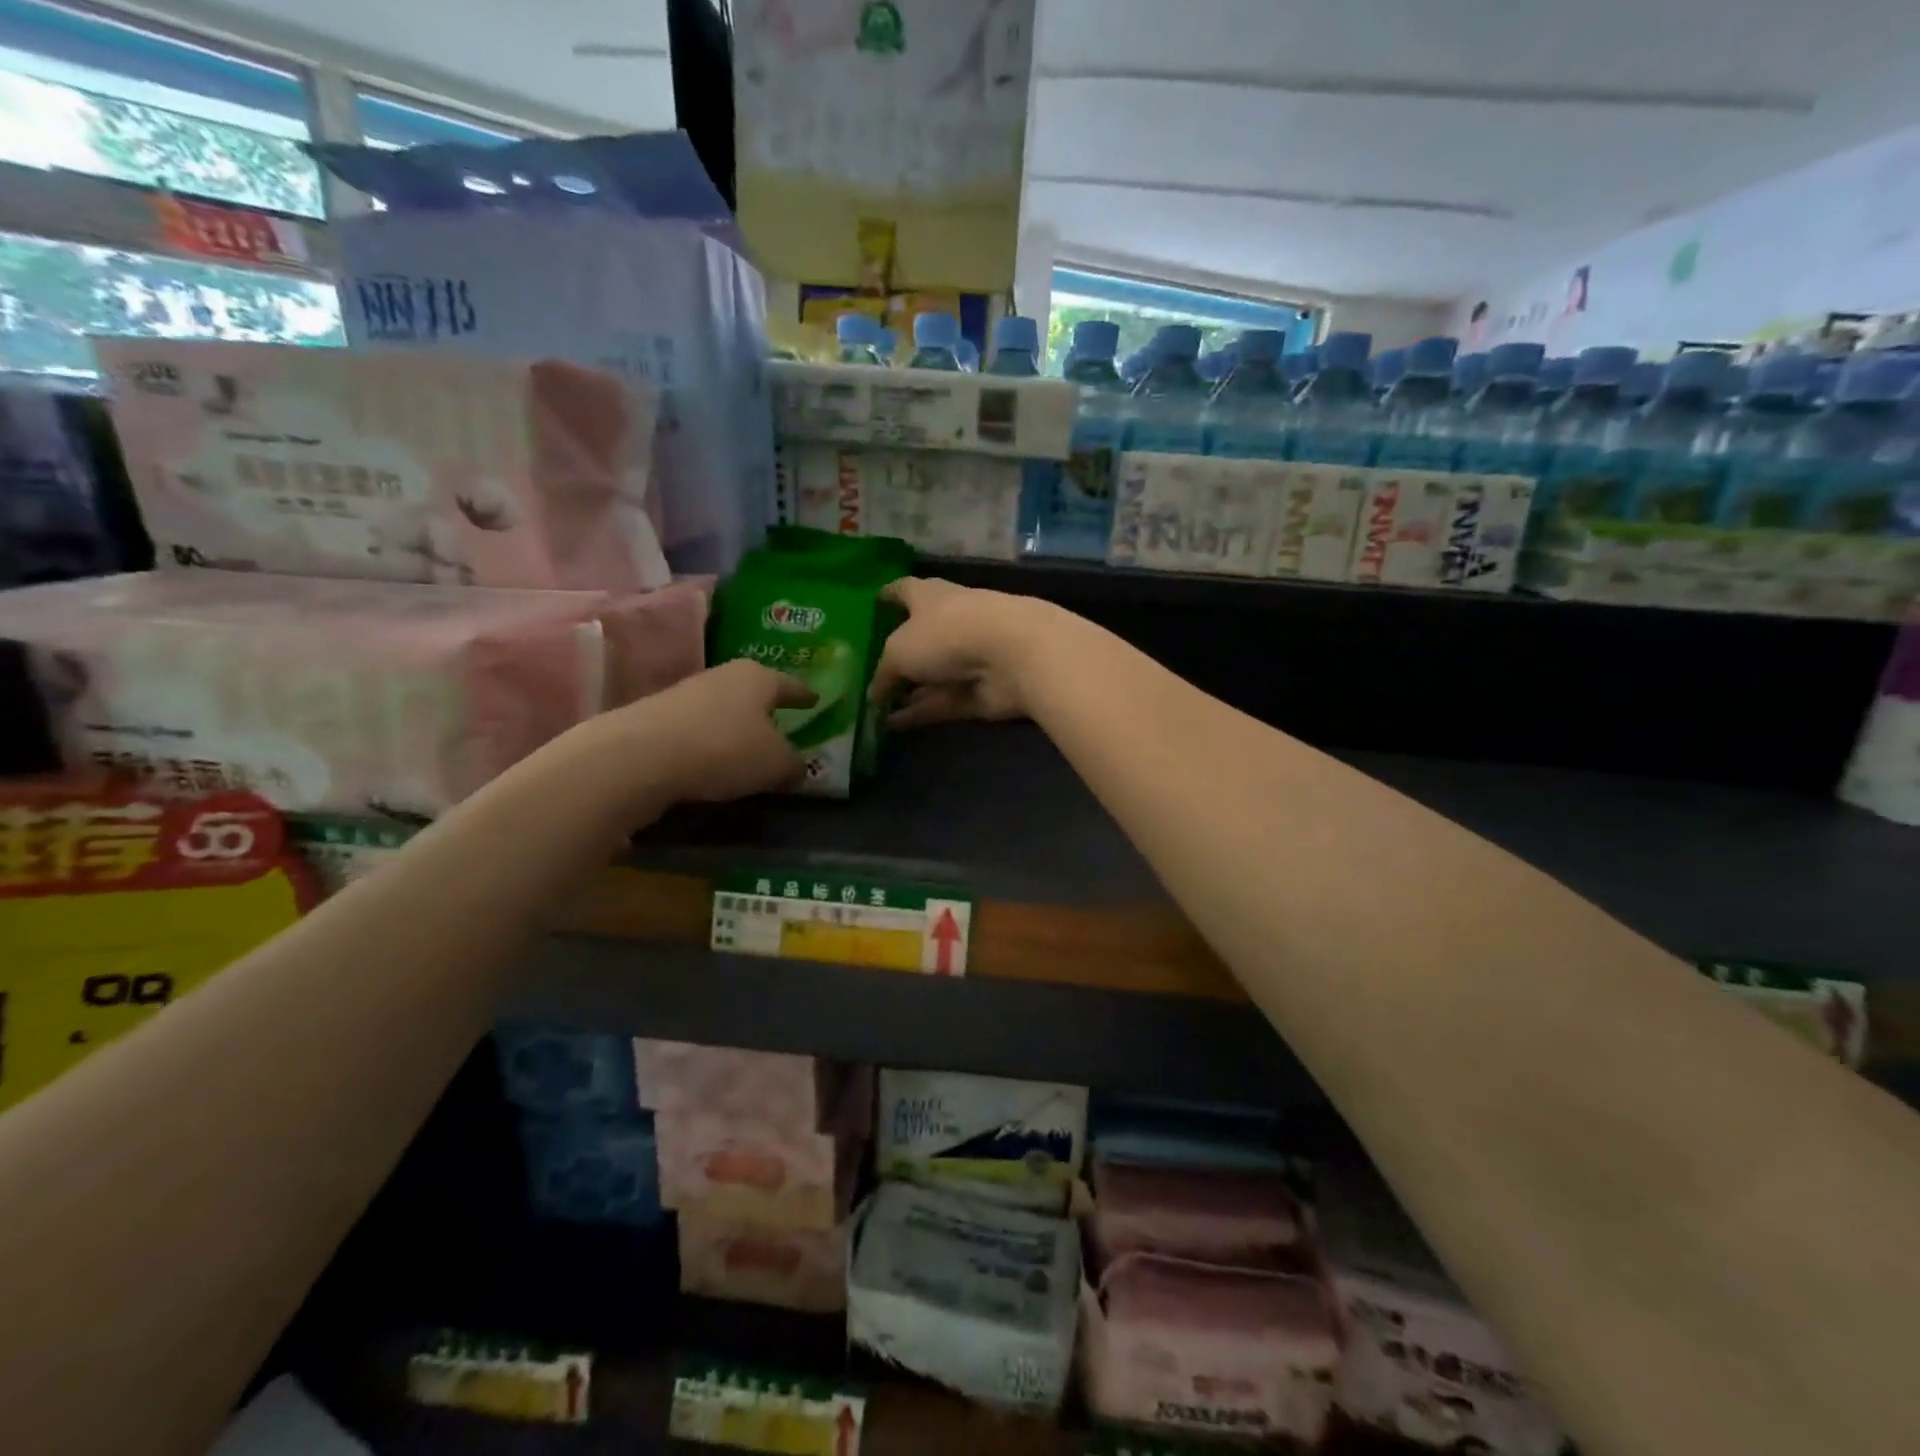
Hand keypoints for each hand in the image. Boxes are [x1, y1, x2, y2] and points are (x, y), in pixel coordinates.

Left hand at [600, 659, 813, 806]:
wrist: (639, 757)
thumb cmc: (725, 749)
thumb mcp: (775, 764)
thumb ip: (794, 764)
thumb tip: (799, 767)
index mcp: (758, 677)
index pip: (790, 684)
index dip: (805, 695)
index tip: (816, 700)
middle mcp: (722, 676)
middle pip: (753, 693)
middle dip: (767, 711)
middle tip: (783, 728)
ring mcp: (685, 695)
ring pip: (723, 710)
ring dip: (735, 728)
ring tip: (747, 751)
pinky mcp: (656, 719)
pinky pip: (697, 731)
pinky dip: (709, 744)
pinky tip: (711, 763)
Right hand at [869, 578, 1060, 728]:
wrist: (1012, 655)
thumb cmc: (948, 633)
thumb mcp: (899, 651)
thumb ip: (883, 674)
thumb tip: (873, 694)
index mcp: (929, 598)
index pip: (904, 590)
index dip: (888, 595)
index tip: (875, 602)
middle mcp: (948, 623)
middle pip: (917, 638)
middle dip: (896, 655)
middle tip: (867, 673)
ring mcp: (966, 658)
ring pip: (930, 676)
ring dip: (907, 691)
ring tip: (875, 708)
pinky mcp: (977, 691)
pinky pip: (941, 702)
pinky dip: (919, 712)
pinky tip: (892, 726)